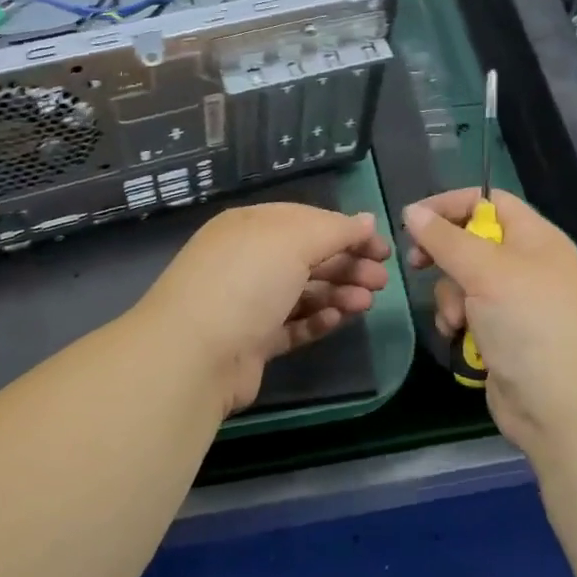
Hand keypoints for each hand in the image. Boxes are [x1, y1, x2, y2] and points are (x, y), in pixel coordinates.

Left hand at [139, 203, 392, 414]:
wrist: (194, 356)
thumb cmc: (246, 281)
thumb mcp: (294, 240)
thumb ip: (335, 229)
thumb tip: (366, 221)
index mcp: (251, 226)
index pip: (307, 220)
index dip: (346, 231)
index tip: (381, 247)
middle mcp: (247, 259)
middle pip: (307, 257)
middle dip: (347, 264)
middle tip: (382, 280)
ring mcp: (247, 302)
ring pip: (302, 292)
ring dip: (337, 293)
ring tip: (366, 302)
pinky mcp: (251, 342)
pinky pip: (292, 325)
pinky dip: (317, 321)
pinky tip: (339, 320)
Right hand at [403, 189, 576, 453]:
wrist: (565, 409)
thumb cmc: (531, 325)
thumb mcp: (486, 271)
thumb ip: (446, 239)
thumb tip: (412, 211)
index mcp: (535, 239)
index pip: (489, 201)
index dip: (451, 204)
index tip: (413, 218)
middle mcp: (526, 265)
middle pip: (470, 241)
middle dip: (443, 255)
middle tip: (417, 263)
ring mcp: (514, 303)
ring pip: (462, 280)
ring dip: (449, 297)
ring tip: (456, 321)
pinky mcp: (502, 335)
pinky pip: (466, 313)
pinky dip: (457, 322)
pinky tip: (458, 338)